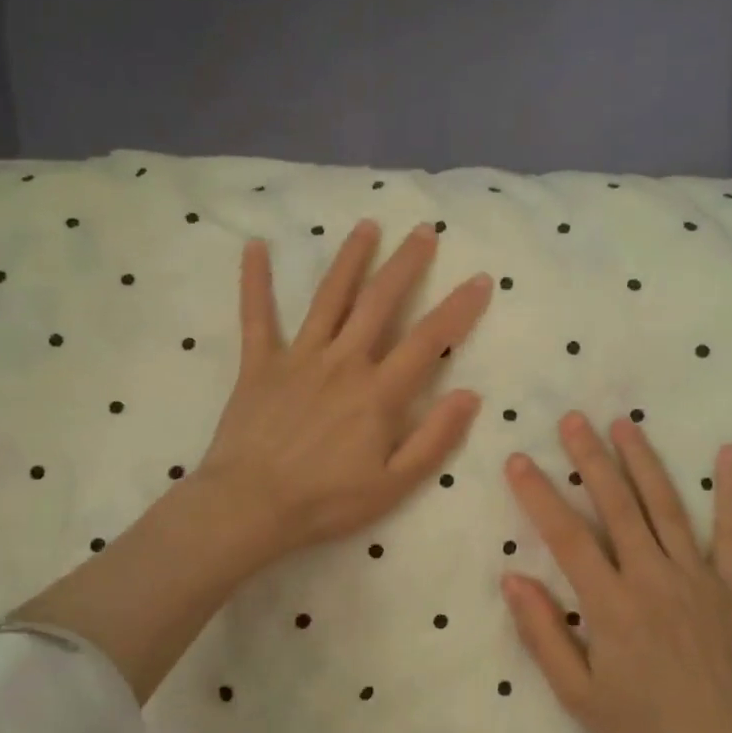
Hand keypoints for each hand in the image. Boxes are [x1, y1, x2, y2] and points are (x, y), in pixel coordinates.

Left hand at [198, 220, 491, 564]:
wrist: (251, 506)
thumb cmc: (326, 502)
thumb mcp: (394, 484)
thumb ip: (433, 439)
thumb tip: (469, 395)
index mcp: (379, 392)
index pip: (429, 340)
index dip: (458, 308)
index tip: (480, 279)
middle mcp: (343, 362)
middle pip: (380, 302)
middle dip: (406, 264)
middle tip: (425, 230)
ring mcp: (299, 358)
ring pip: (329, 297)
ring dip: (351, 259)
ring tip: (367, 226)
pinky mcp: (259, 365)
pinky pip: (256, 317)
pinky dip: (254, 281)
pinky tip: (255, 246)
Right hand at [502, 414, 731, 732]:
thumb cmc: (643, 727)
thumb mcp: (578, 693)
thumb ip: (543, 633)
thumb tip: (512, 578)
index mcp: (610, 605)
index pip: (566, 536)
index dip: (539, 495)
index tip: (519, 461)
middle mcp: (653, 578)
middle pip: (617, 506)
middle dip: (591, 459)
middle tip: (572, 420)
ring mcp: (698, 578)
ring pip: (666, 507)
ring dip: (643, 462)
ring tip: (624, 423)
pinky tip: (729, 454)